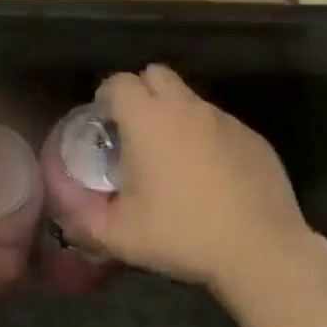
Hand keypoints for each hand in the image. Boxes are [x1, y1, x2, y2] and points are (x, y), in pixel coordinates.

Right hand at [73, 64, 316, 296]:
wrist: (260, 251)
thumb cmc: (182, 233)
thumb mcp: (119, 235)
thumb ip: (83, 220)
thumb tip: (66, 213)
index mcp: (148, 118)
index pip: (118, 82)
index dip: (106, 97)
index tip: (104, 123)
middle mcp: (186, 107)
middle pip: (156, 75)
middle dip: (141, 93)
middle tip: (136, 132)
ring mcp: (224, 119)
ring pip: (190, 100)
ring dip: (175, 117)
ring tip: (174, 159)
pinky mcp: (253, 137)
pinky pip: (220, 125)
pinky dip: (208, 139)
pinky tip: (212, 177)